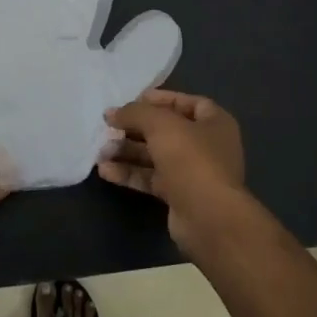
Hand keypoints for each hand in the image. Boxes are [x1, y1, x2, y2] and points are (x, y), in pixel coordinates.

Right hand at [98, 89, 248, 254]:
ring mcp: (193, 172)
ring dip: (128, 152)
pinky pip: (151, 178)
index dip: (161, 99)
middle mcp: (206, 146)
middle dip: (136, 128)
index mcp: (214, 123)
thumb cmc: (191, 159)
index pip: (187, 103)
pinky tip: (105, 171)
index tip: (133, 99)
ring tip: (101, 151)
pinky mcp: (179, 195)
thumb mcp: (161, 124)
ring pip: (155, 156)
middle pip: (166, 130)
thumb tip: (112, 113)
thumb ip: (135, 113)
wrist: (208, 217)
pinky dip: (130, 173)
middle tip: (109, 126)